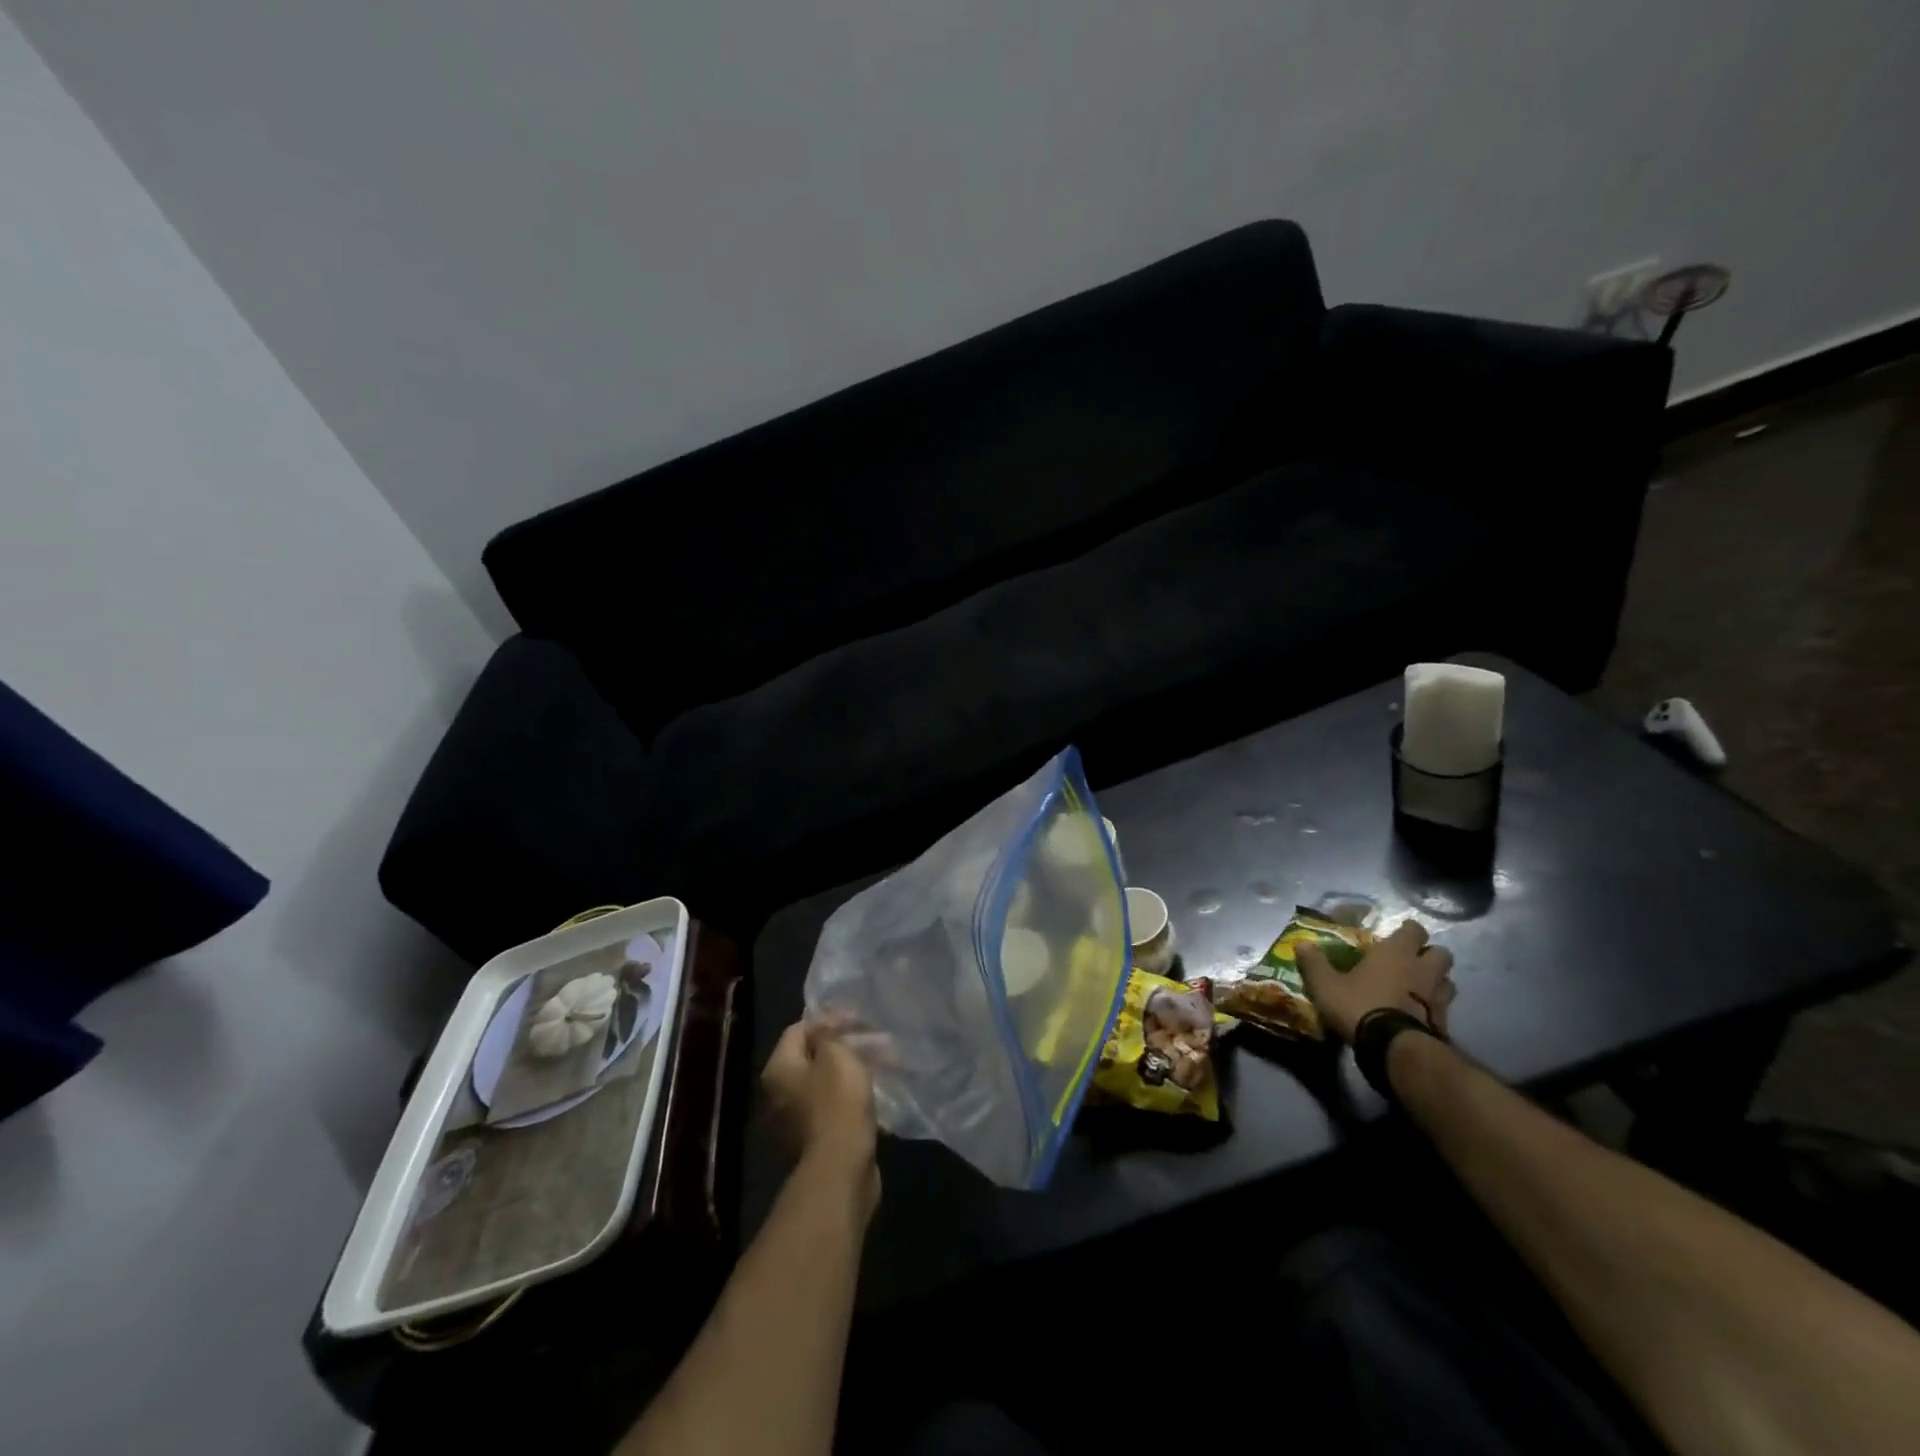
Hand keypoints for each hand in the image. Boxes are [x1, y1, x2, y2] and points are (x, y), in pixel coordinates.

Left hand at [762, 1018, 878, 1199]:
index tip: (857, 1018)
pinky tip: (874, 1092)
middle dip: (844, 1045)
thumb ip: (829, 1034)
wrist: (840, 1168)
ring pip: (824, 1083)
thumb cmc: (837, 1102)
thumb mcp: (836, 1055)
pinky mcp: (814, 1141)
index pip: (798, 1029)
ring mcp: (794, 1121)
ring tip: (881, 1063)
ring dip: (850, 1070)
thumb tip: (826, 1027)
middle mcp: (778, 1094)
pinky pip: (832, 1107)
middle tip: (874, 1040)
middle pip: (811, 1057)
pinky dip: (851, 1096)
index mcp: (778, 1070)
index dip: (828, 1019)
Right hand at [1297, 919, 1455, 1044]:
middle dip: (1430, 955)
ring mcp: (1438, 998)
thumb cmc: (1359, 1005)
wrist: (1394, 1048)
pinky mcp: (1444, 1024)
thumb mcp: (1326, 984)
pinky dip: (1436, 1010)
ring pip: (1448, 981)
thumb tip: (1302, 943)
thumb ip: (1314, 963)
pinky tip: (1421, 1016)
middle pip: (1442, 954)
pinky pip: (1445, 1009)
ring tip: (1420, 988)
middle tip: (1412, 961)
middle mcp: (1422, 970)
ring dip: (1437, 982)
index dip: (1409, 931)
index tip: (1399, 934)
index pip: (1415, 930)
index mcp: (1396, 953)